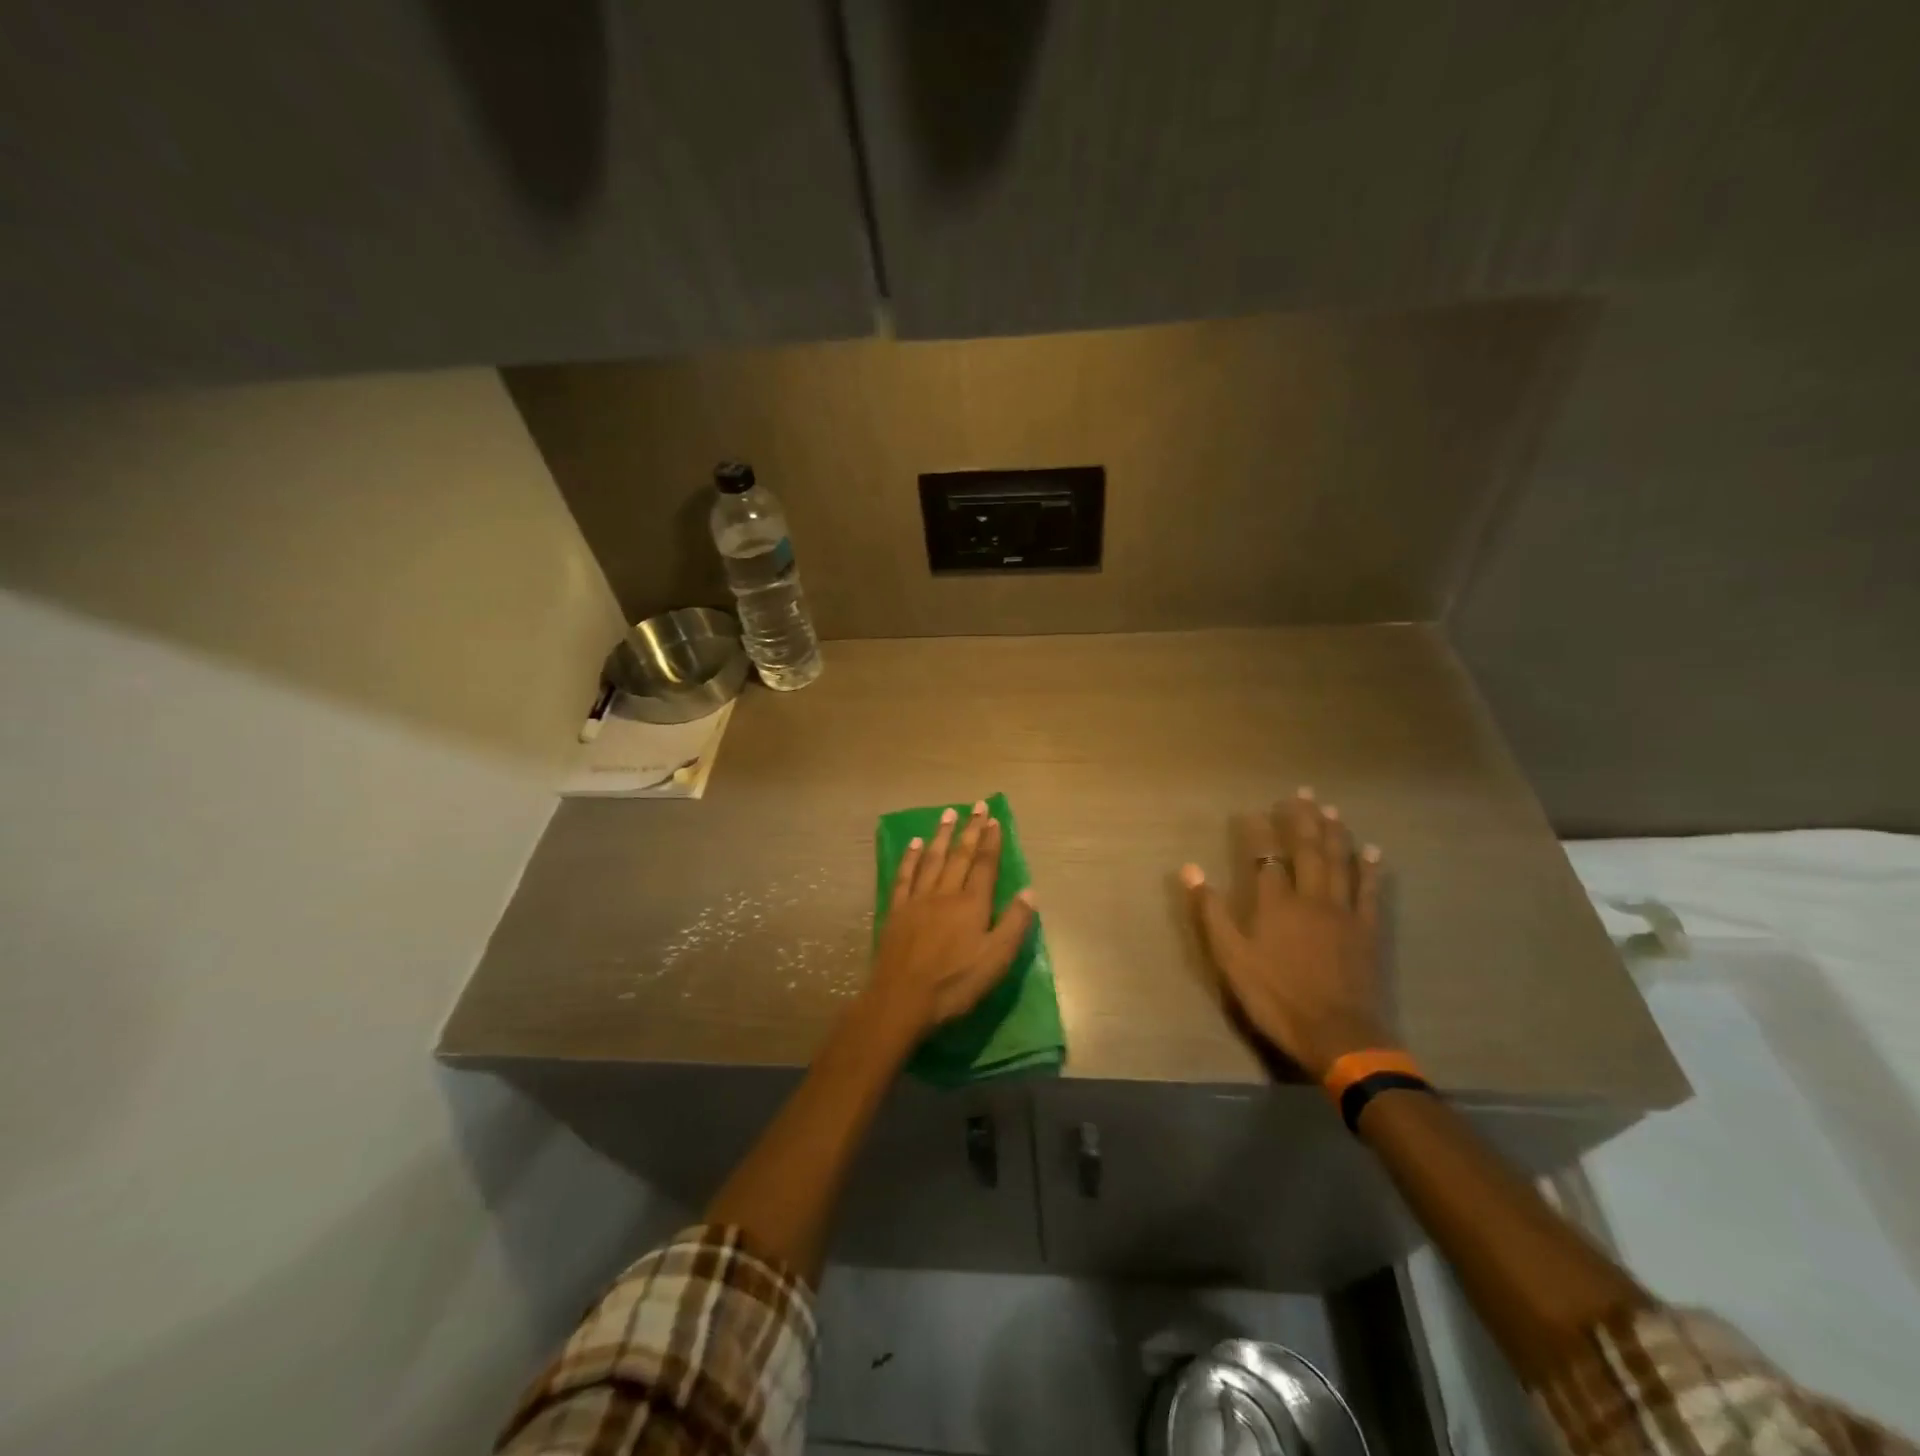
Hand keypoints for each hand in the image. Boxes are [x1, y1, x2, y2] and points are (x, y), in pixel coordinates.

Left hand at [866, 800, 1036, 1040]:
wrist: (901, 999)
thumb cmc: (954, 984)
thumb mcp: (996, 960)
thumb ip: (1014, 924)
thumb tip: (1031, 891)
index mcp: (972, 905)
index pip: (985, 865)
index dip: (991, 842)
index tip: (994, 819)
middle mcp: (946, 893)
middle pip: (960, 855)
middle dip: (970, 830)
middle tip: (976, 806)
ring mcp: (918, 899)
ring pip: (932, 859)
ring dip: (942, 834)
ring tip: (948, 813)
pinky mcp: (897, 910)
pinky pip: (905, 876)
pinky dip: (911, 857)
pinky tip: (915, 843)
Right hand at [1180, 789, 1393, 1079]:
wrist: (1337, 1034)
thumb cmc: (1276, 997)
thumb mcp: (1231, 959)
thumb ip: (1213, 912)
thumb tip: (1190, 869)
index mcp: (1275, 904)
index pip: (1266, 857)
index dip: (1260, 832)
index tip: (1254, 811)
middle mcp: (1311, 897)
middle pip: (1308, 850)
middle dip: (1303, 819)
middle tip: (1303, 793)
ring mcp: (1343, 912)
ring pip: (1340, 862)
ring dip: (1335, 833)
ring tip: (1331, 809)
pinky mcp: (1367, 930)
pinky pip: (1370, 891)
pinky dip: (1371, 869)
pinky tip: (1373, 851)